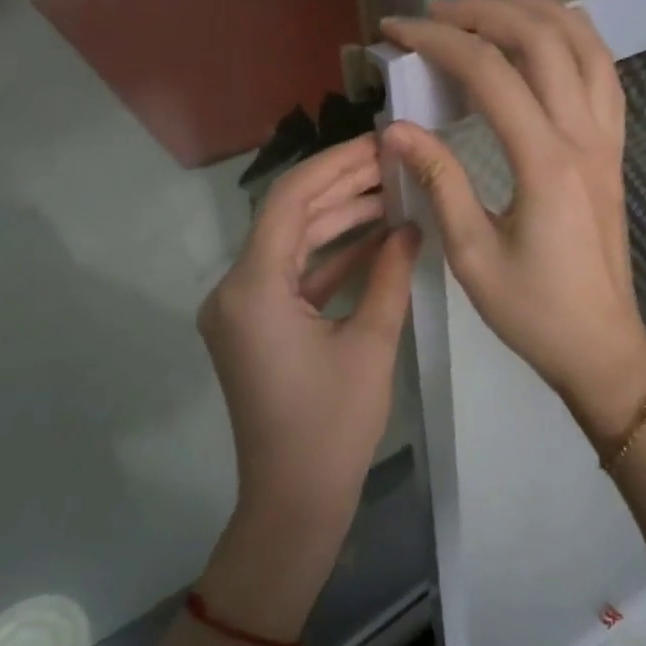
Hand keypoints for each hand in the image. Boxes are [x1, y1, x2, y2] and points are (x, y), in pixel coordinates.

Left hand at [197, 134, 419, 544]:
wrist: (294, 501)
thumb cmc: (333, 426)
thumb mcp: (370, 343)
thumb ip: (390, 275)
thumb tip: (410, 227)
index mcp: (252, 288)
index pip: (288, 200)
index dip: (334, 165)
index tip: (378, 145)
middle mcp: (235, 290)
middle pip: (288, 218)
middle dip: (341, 188)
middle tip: (393, 163)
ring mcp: (242, 309)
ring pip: (292, 245)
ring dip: (338, 221)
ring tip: (392, 194)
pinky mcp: (256, 327)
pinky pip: (292, 277)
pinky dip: (330, 259)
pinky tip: (375, 240)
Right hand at [380, 0, 645, 441]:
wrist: (601, 345)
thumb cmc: (533, 311)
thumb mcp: (472, 254)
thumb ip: (439, 181)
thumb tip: (395, 128)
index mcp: (544, 162)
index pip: (489, 74)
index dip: (438, 42)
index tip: (396, 30)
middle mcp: (583, 137)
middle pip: (542, 43)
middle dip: (485, 14)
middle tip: (437, 11)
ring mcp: (607, 142)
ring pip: (586, 49)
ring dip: (543, 13)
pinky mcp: (614, 153)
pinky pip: (606, 78)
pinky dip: (581, 42)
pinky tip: (556, 36)